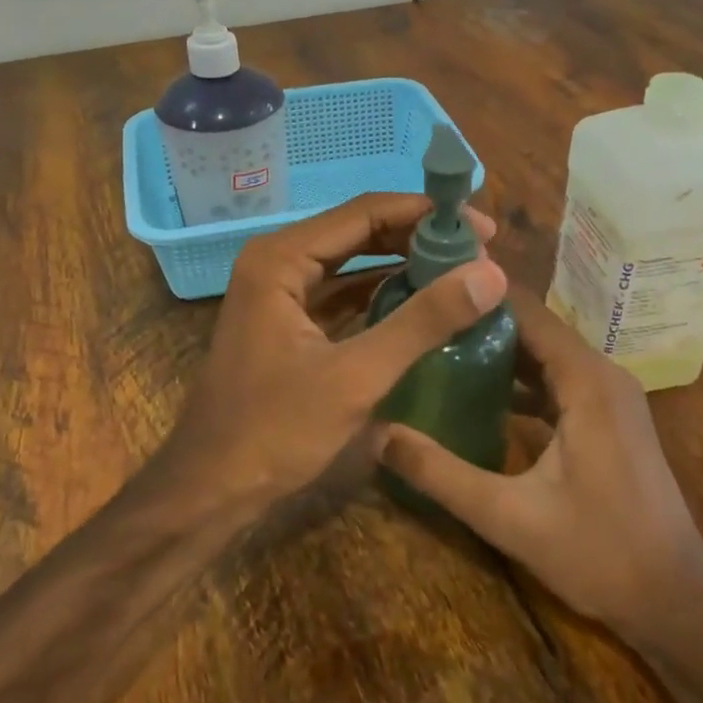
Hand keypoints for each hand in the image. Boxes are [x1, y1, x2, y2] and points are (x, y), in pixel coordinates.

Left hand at [162, 193, 507, 512]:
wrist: (210, 490)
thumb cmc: (275, 430)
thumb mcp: (357, 376)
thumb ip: (423, 320)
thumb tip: (492, 273)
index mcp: (281, 258)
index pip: (365, 213)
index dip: (426, 215)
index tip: (481, 229)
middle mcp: (276, 261)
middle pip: (358, 231)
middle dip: (417, 237)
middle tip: (478, 251)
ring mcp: (278, 292)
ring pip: (350, 262)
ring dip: (401, 263)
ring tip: (459, 271)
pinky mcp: (286, 322)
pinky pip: (341, 292)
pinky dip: (380, 293)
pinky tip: (420, 302)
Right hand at [383, 291, 702, 647]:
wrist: (676, 601)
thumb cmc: (600, 553)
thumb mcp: (509, 517)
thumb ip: (441, 474)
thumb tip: (378, 436)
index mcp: (586, 379)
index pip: (526, 311)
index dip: (478, 294)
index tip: (428, 288)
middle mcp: (602, 373)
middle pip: (535, 328)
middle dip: (480, 321)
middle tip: (422, 318)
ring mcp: (610, 396)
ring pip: (546, 354)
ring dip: (499, 350)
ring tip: (438, 346)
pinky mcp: (610, 418)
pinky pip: (559, 380)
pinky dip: (521, 379)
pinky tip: (479, 392)